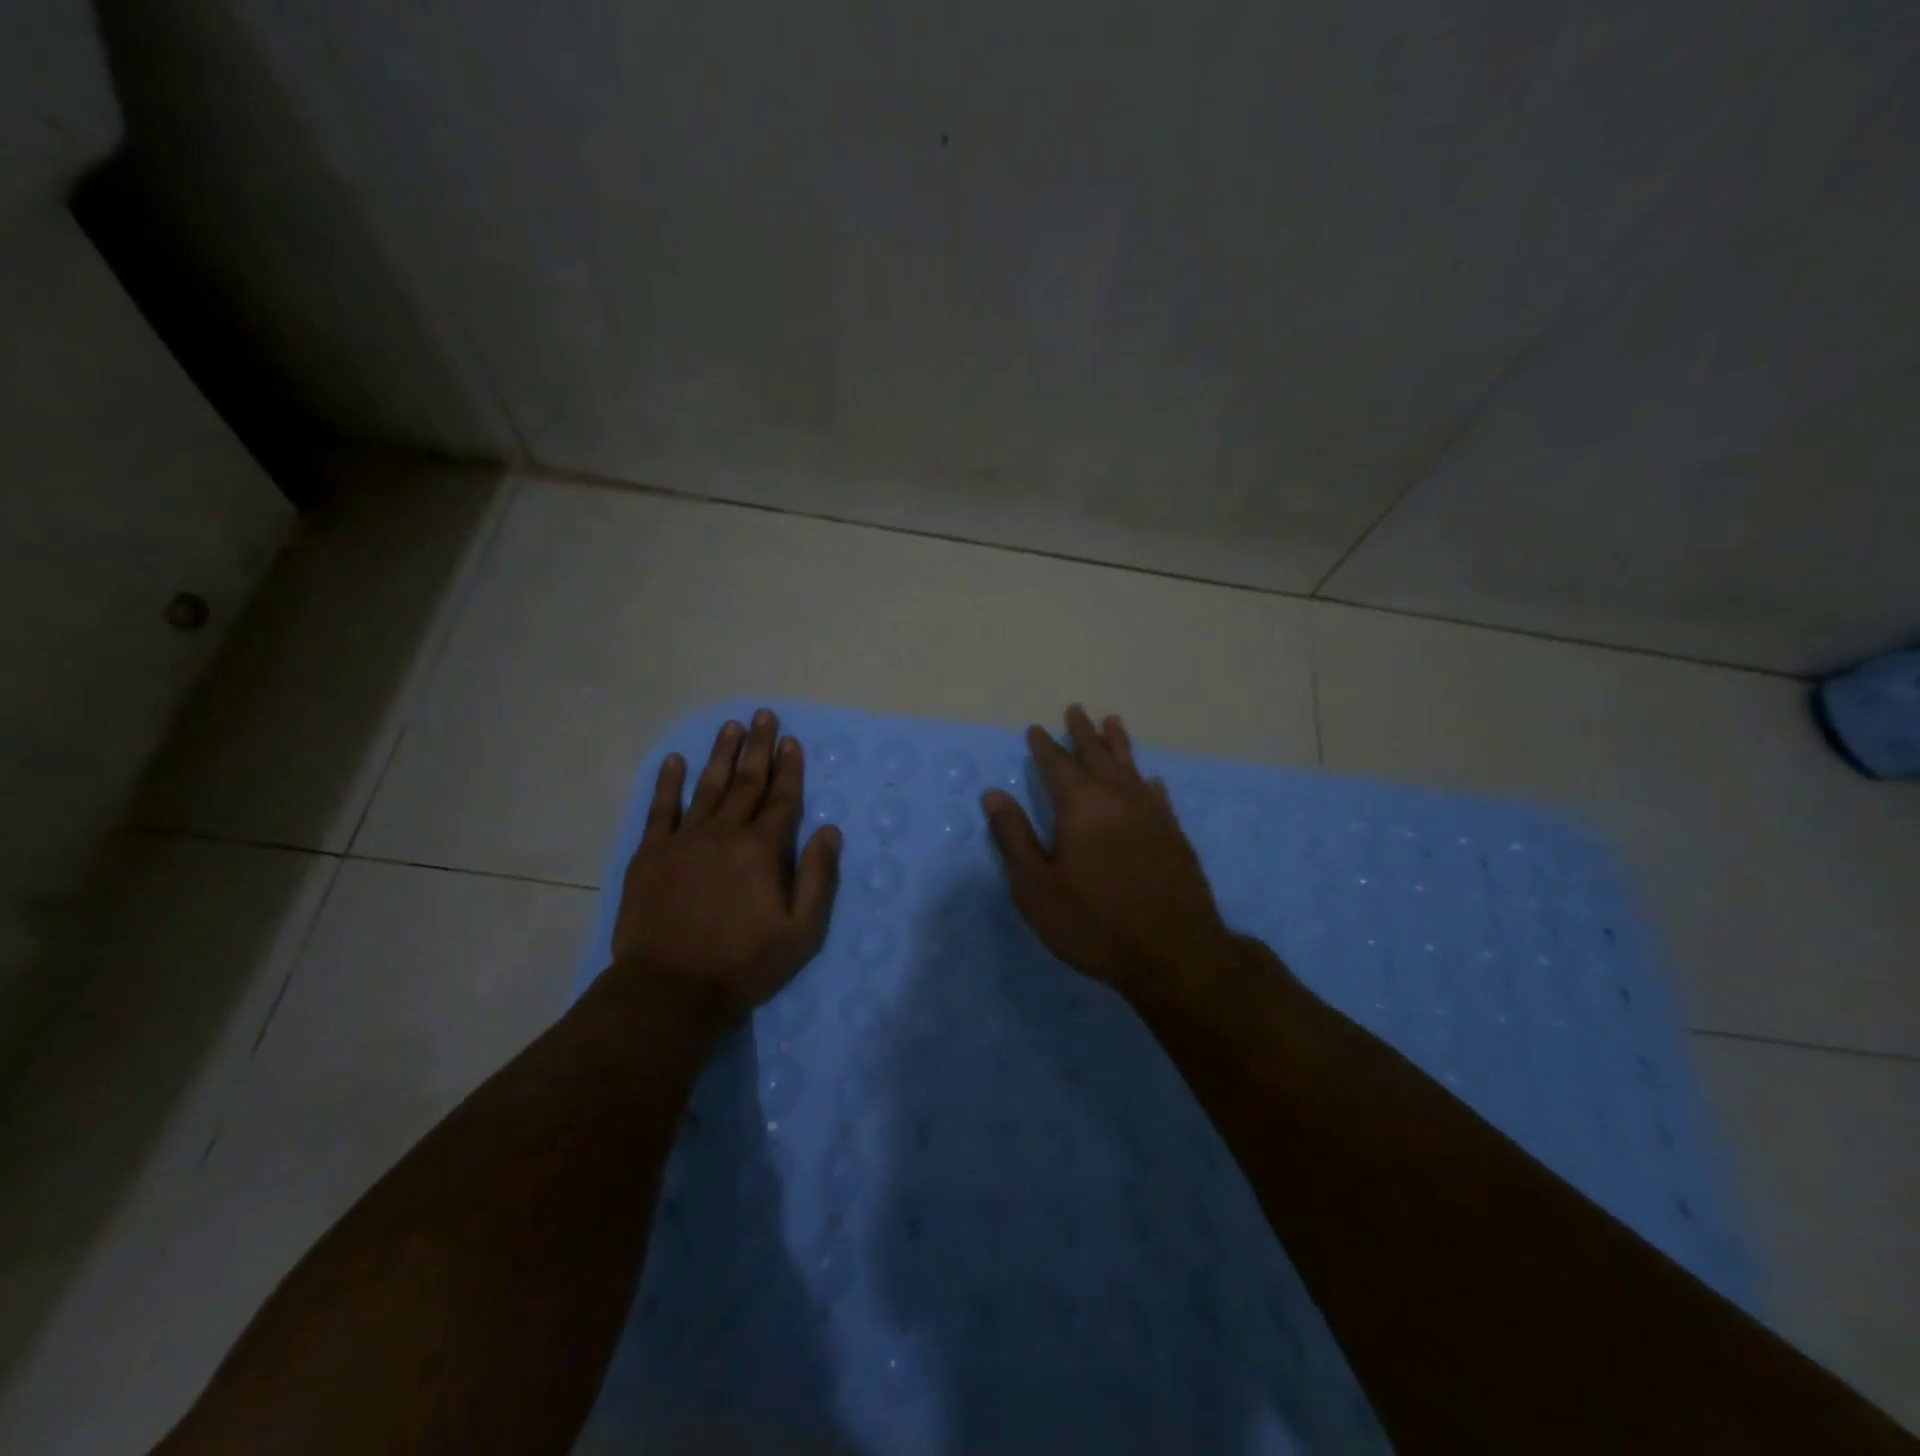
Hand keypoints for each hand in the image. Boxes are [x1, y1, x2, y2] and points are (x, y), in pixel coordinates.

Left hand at [609, 709, 841, 1023]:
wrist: (669, 990)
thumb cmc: (743, 964)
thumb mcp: (801, 932)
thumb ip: (818, 877)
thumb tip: (831, 830)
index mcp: (763, 850)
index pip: (782, 798)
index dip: (789, 768)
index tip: (791, 740)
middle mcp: (725, 833)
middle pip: (747, 782)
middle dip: (758, 747)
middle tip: (763, 715)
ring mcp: (684, 840)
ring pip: (707, 787)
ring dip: (721, 755)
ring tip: (731, 727)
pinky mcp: (650, 855)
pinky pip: (660, 809)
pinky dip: (668, 783)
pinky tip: (675, 760)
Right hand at [981, 705, 1239, 999]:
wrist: (1173, 953)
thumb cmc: (1093, 922)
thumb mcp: (1036, 887)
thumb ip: (1014, 837)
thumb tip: (993, 794)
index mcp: (1080, 806)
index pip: (1056, 765)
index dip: (1044, 746)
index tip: (1036, 729)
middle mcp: (1117, 798)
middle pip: (1097, 755)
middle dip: (1083, 732)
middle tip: (1075, 710)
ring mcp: (1151, 814)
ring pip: (1131, 767)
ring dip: (1118, 743)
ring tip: (1112, 721)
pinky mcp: (1174, 834)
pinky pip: (1158, 795)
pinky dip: (1148, 781)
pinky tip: (1150, 779)